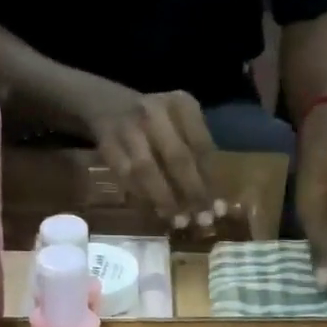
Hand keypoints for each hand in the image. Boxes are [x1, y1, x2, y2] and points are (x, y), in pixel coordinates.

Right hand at [76, 81, 220, 228]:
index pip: (201, 146)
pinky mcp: (107, 145)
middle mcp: (155, 111)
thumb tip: (214, 200)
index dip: (211, 180)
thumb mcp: (181, 123)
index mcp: (181, 104)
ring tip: (179, 222)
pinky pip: (126, 177)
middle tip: (203, 221)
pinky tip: (157, 212)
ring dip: (165, 200)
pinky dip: (143, 197)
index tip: (219, 209)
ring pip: (147, 170)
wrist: (108, 105)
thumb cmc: (156, 122)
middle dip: (192, 193)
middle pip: (177, 157)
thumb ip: (196, 152)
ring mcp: (128, 127)